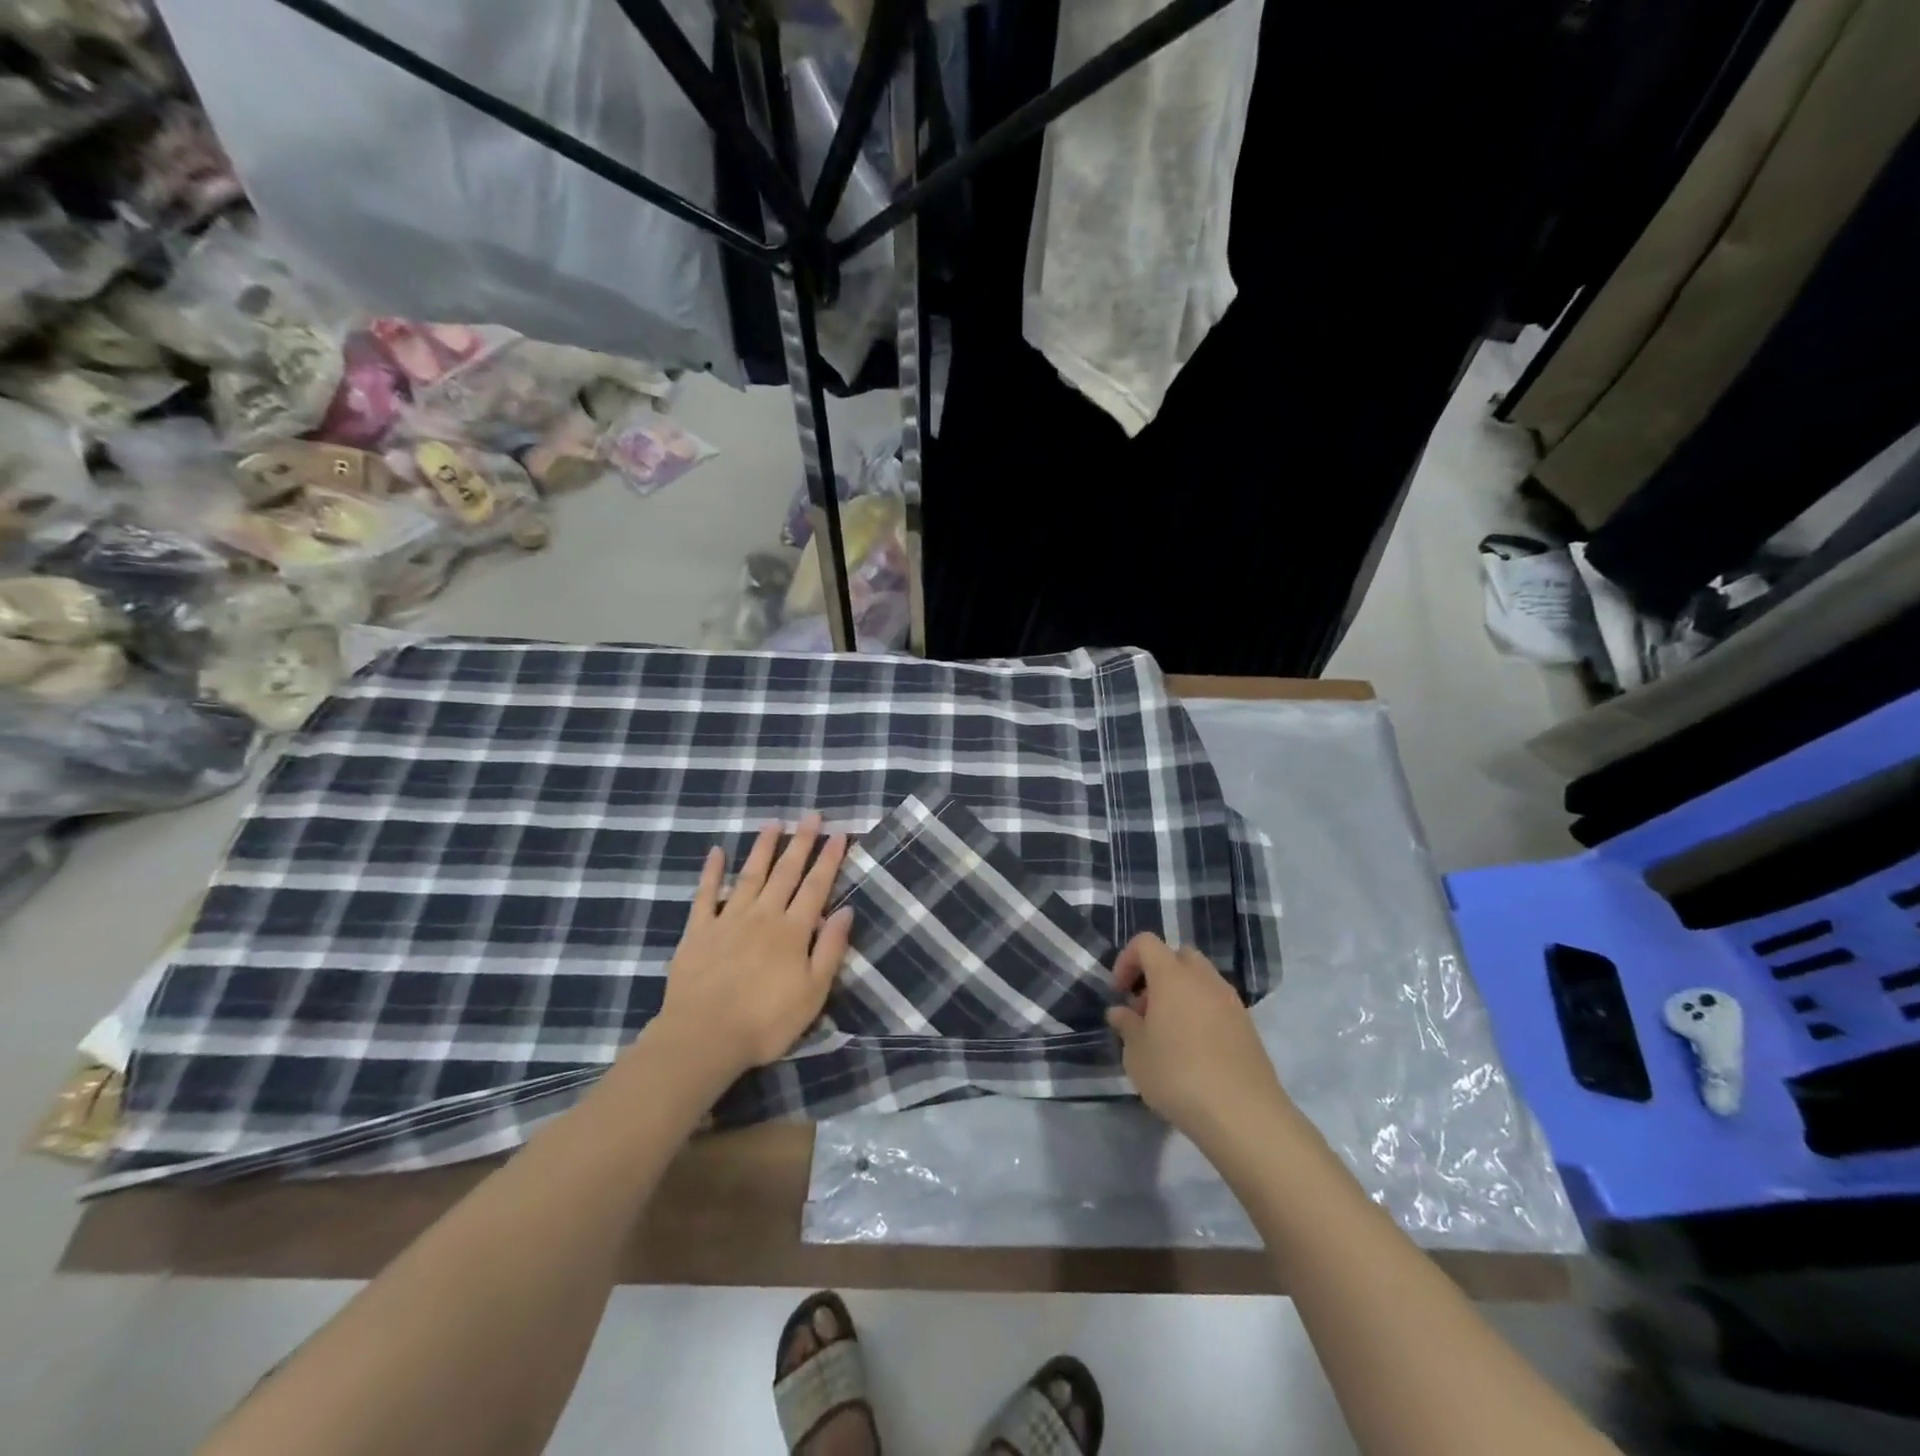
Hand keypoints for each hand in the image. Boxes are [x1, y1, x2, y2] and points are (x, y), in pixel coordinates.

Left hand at [654, 814, 853, 1081]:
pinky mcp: (698, 931)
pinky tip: (716, 852)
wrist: (703, 1037)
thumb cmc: (766, 1022)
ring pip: (750, 875)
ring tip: (773, 823)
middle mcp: (763, 915)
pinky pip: (705, 895)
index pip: (816, 887)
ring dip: (763, 848)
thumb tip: (846, 911)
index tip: (840, 833)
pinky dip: (711, 872)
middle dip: (801, 842)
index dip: (829, 859)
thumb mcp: (813, 993)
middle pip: (786, 873)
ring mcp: (728, 920)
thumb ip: (830, 949)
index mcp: (793, 931)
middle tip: (812, 815)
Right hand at [1106, 932, 1290, 1144]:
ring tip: (1169, 1033)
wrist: (1243, 1114)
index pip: (1146, 943)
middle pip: (1178, 956)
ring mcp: (1230, 1000)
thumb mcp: (1137, 1054)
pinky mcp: (1248, 1025)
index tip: (1120, 992)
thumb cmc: (1178, 1076)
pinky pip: (1218, 1004)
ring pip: (1201, 979)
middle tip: (1145, 1009)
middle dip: (1158, 973)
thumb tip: (1121, 1012)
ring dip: (1181, 993)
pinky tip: (1195, 1050)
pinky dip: (1202, 1012)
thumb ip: (1127, 1026)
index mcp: (1172, 976)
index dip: (1127, 960)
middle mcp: (1204, 979)